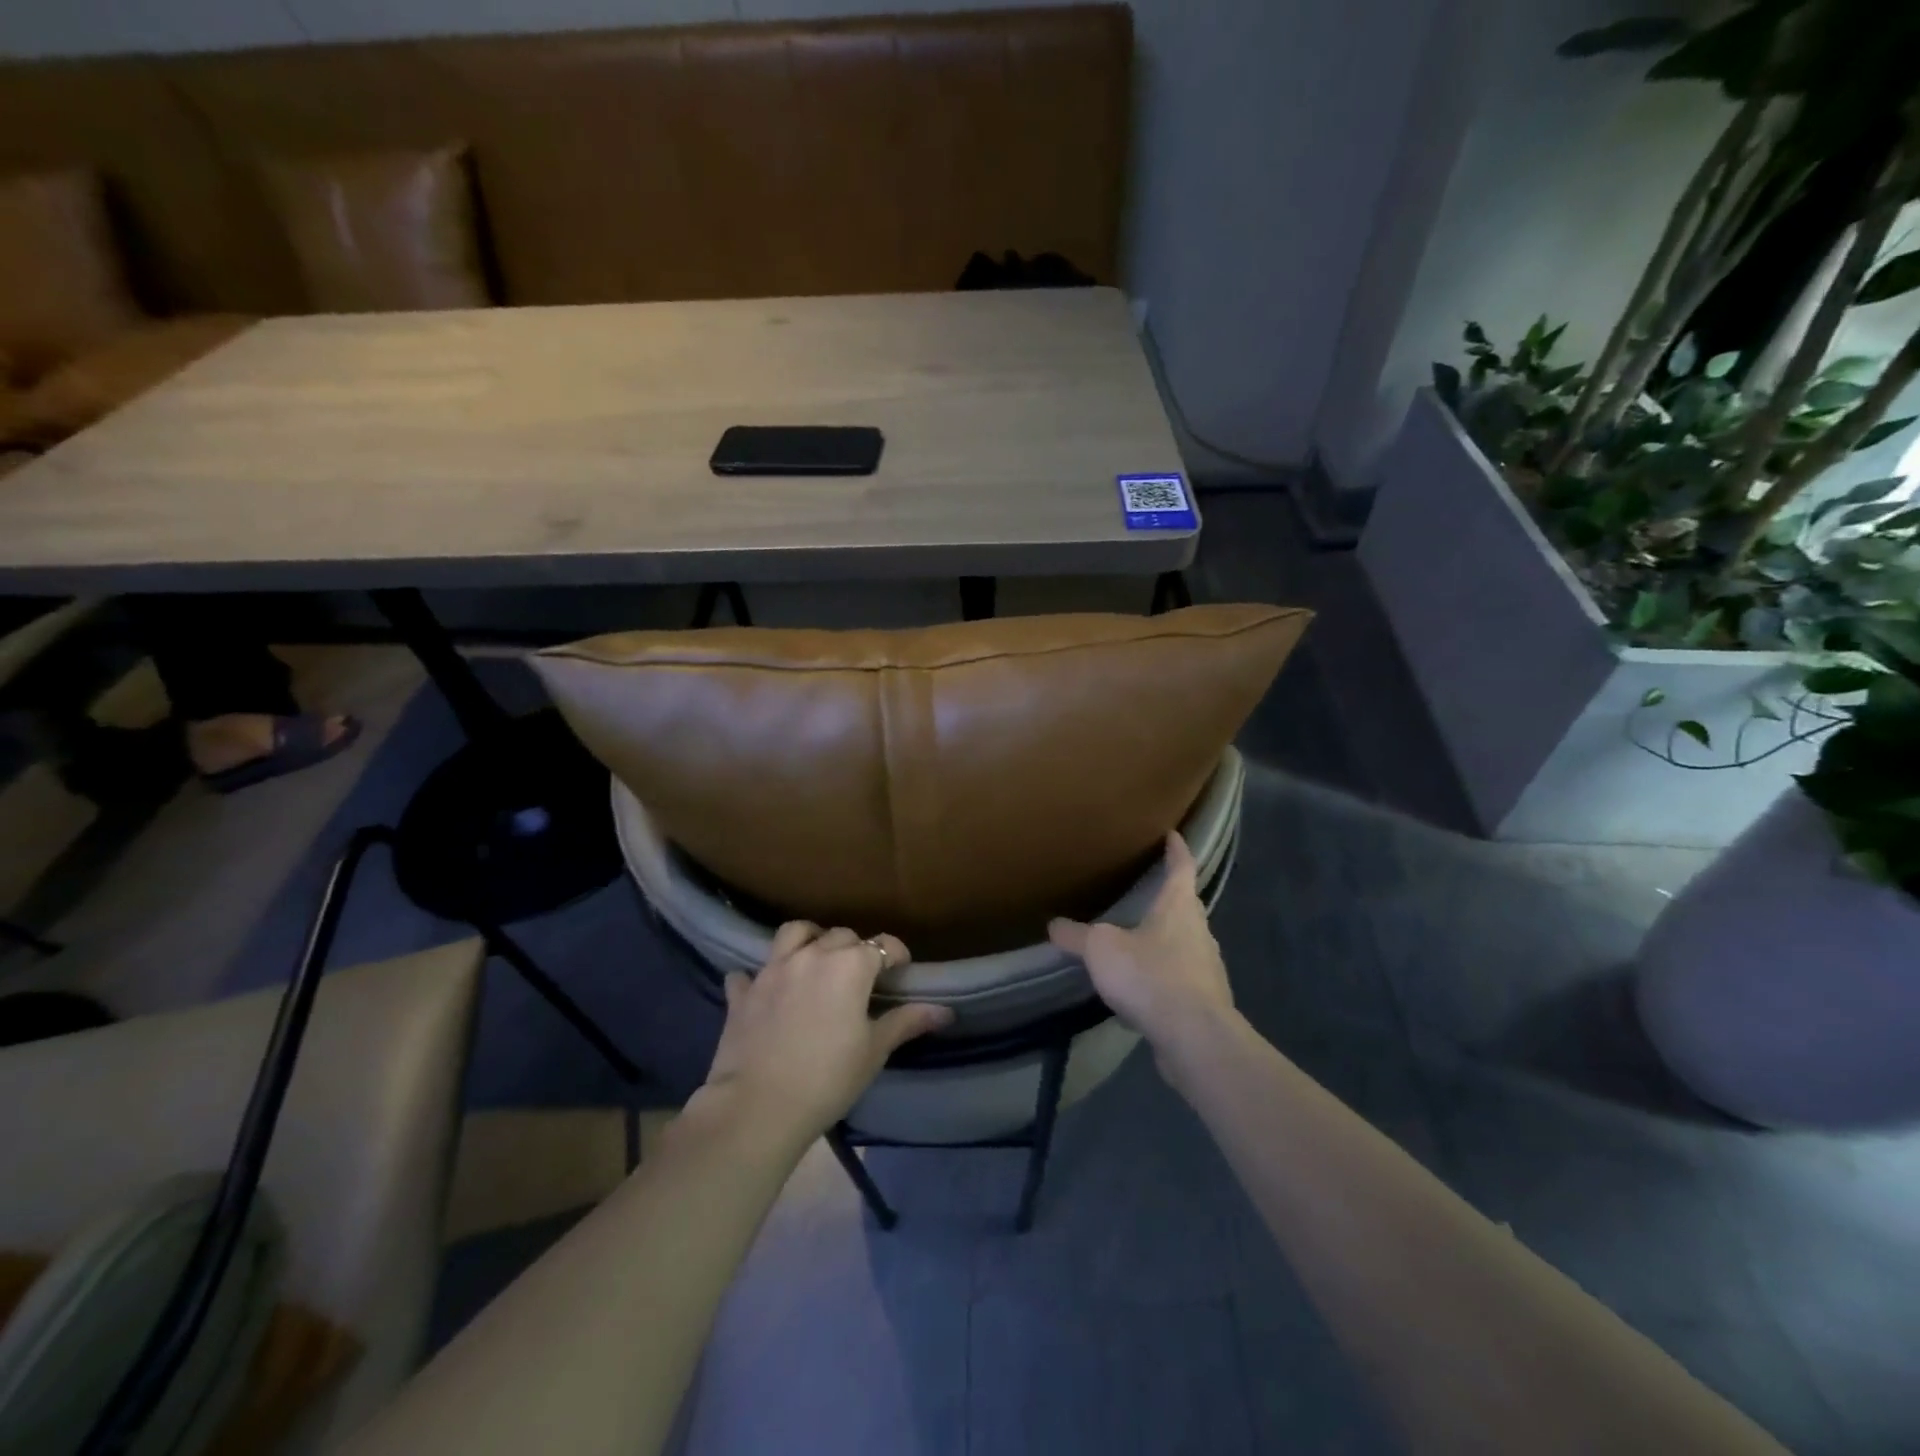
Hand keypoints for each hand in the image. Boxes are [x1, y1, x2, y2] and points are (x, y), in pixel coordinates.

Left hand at [700, 922, 952, 1140]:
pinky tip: (764, 990)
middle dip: (855, 949)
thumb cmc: (828, 1078)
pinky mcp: (743, 992)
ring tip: (815, 961)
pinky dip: (759, 977)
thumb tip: (945, 1010)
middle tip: (861, 977)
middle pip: (841, 936)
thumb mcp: (874, 1051)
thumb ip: (906, 1022)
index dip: (896, 955)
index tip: (901, 972)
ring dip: (809, 940)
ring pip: (794, 933)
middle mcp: (812, 955)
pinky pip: (749, 973)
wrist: (758, 1107)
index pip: (883, 945)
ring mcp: (773, 969)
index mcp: (850, 965)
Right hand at [1049, 832, 1235, 1056]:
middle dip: (1170, 895)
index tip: (1173, 834)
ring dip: (1167, 937)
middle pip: (1186, 905)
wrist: (1195, 1038)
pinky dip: (1165, 974)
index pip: (1182, 867)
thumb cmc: (1151, 976)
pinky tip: (1144, 986)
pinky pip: (1182, 977)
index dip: (1177, 849)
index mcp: (1179, 907)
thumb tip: (1053, 924)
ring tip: (1140, 938)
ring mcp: (1206, 967)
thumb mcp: (1102, 950)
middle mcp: (1199, 931)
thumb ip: (1077, 937)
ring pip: (1186, 942)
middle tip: (1148, 887)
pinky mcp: (1204, 1001)